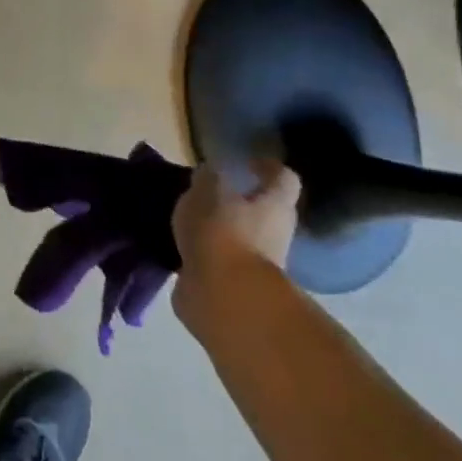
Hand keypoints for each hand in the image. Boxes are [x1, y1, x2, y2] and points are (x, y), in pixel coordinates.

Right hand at [171, 161, 300, 335]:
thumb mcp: (207, 191)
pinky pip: (219, 261)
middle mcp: (274, 233)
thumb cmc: (222, 233)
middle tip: (206, 191)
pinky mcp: (234, 286)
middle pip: (263, 211)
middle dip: (238, 201)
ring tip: (184, 220)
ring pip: (238, 237)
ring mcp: (256, 263)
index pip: (283, 178)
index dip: (268, 168)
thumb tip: (211, 172)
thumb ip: (208, 177)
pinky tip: (178, 247)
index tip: (247, 162)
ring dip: (218, 230)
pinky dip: (203, 254)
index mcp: (275, 205)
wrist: (223, 298)